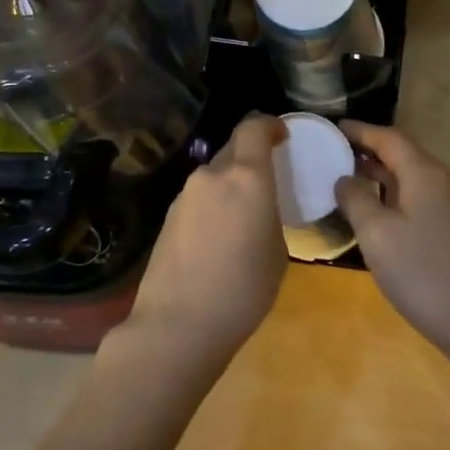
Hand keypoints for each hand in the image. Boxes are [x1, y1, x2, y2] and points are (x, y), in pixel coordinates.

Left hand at [122, 115, 288, 367]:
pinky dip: (213, 203)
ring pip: (214, 175)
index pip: (254, 127)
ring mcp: (185, 196)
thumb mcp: (276, 252)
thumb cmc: (243, 290)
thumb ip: (269, 216)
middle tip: (267, 176)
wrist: (177, 325)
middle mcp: (212, 176)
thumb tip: (257, 211)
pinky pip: (199, 198)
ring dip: (230, 182)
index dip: (270, 124)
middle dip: (251, 154)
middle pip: (233, 147)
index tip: (282, 134)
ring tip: (244, 213)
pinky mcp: (168, 217)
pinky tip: (219, 236)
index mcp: (246, 178)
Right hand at [334, 121, 449, 348]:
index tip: (334, 127)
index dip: (361, 131)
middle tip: (336, 153)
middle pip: (404, 154)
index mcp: (425, 173)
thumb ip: (355, 199)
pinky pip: (423, 196)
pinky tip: (380, 211)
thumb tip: (344, 179)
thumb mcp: (376, 234)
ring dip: (384, 174)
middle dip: (371, 151)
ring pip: (414, 177)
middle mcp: (445, 180)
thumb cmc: (420, 272)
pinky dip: (397, 193)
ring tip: (351, 179)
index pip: (390, 138)